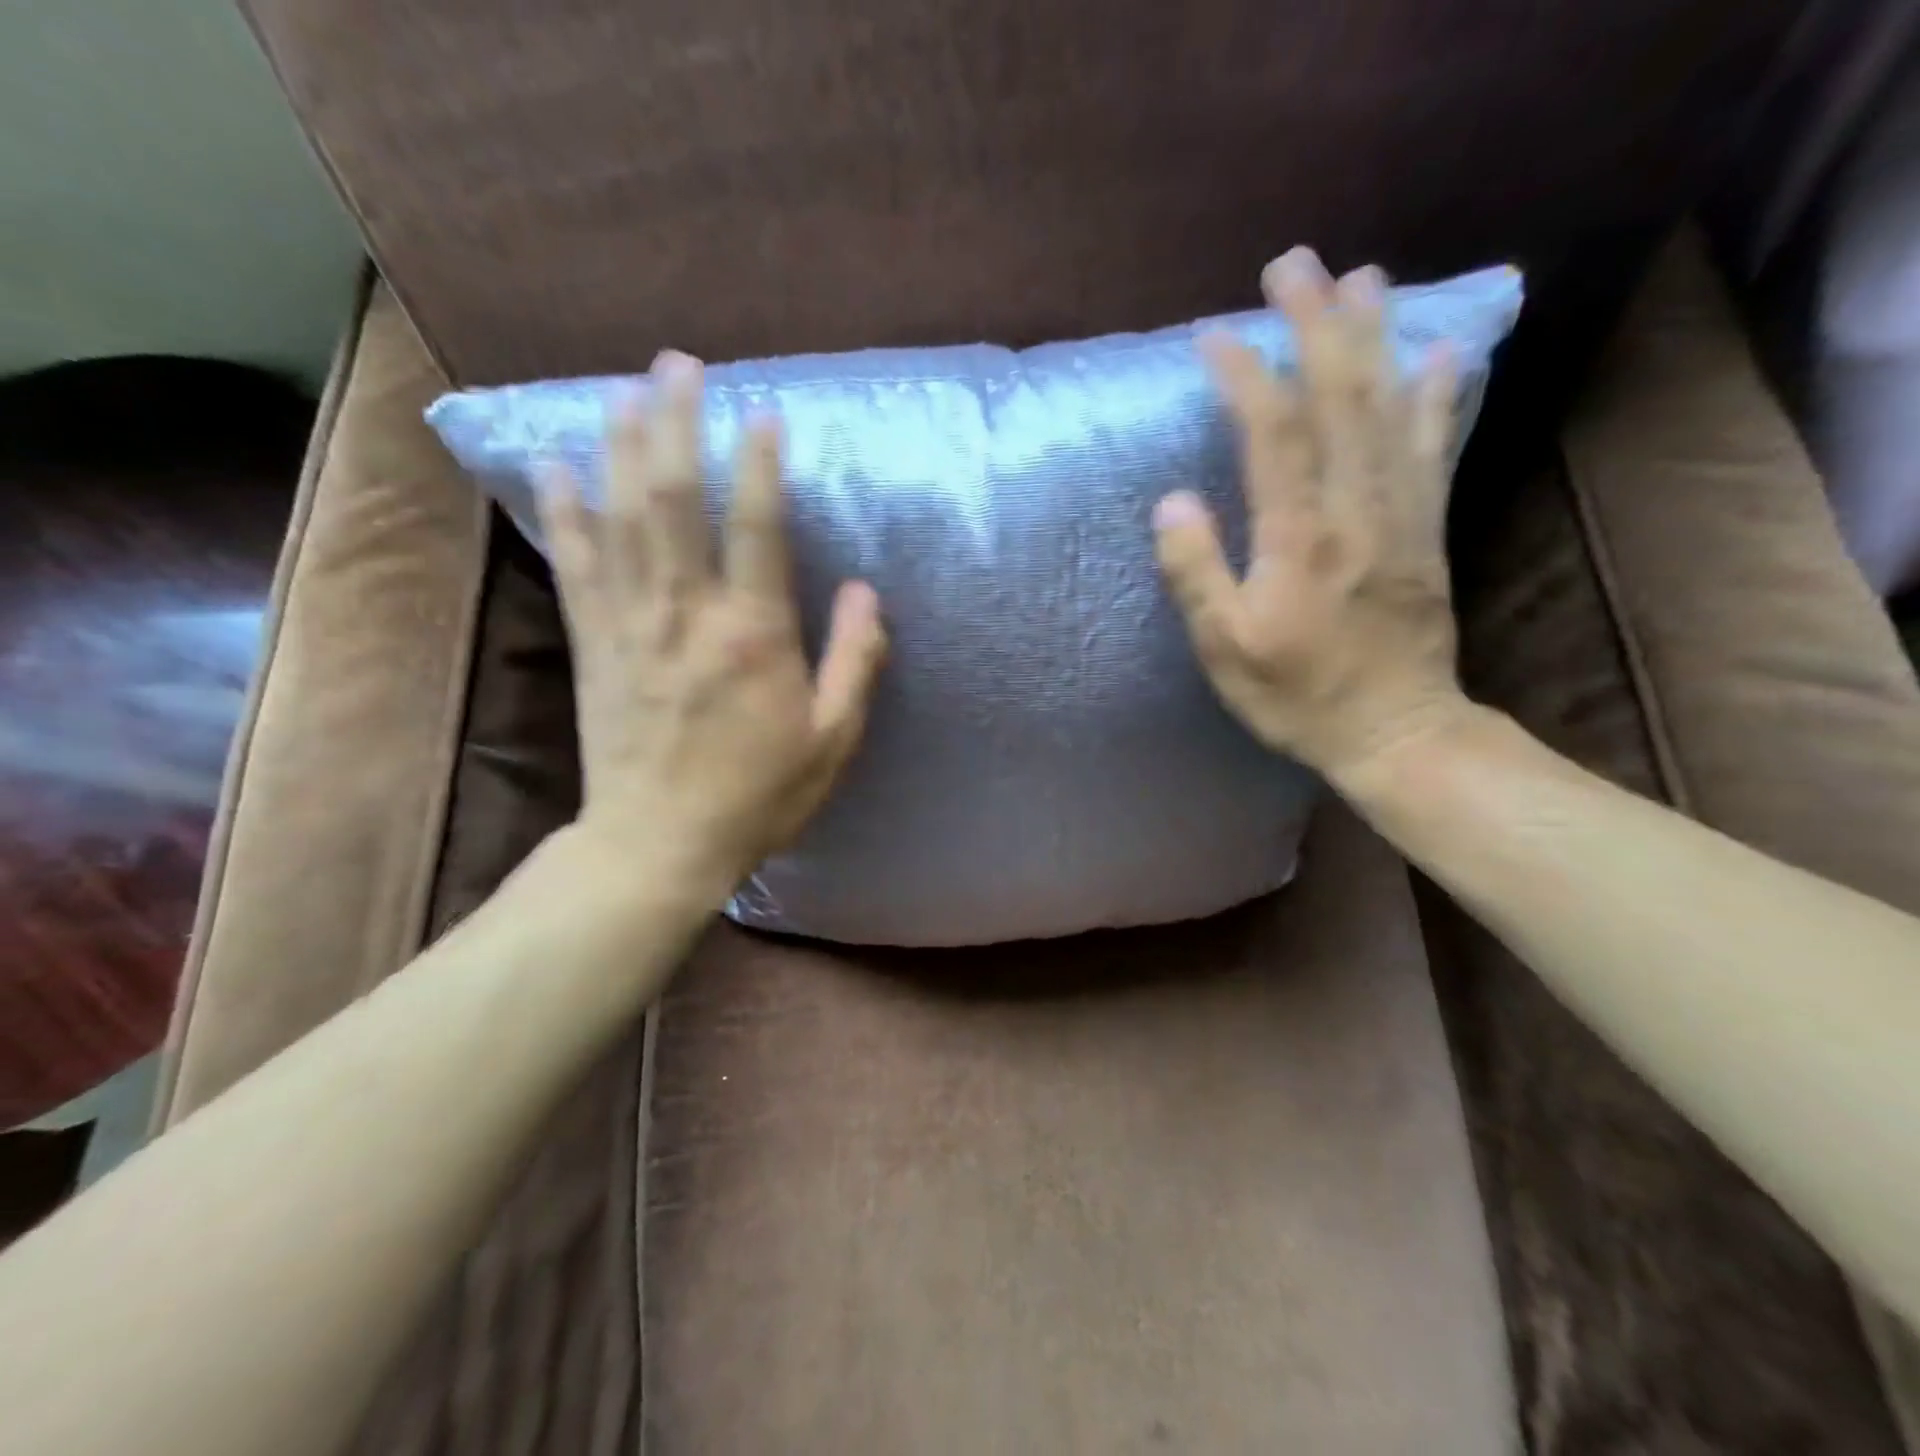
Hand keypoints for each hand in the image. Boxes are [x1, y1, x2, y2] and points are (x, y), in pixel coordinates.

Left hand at [539, 351, 886, 898]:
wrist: (659, 845)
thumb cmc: (758, 796)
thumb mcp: (832, 740)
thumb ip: (855, 662)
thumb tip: (867, 593)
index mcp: (753, 635)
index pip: (757, 527)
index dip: (759, 463)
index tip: (762, 412)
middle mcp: (687, 613)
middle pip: (674, 499)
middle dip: (676, 424)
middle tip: (678, 365)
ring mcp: (630, 624)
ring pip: (619, 517)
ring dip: (619, 447)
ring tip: (624, 391)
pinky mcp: (593, 645)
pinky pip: (575, 564)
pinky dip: (564, 511)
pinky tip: (554, 464)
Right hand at [1153, 247, 1475, 785]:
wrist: (1397, 732)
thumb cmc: (1298, 697)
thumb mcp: (1225, 650)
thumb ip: (1196, 574)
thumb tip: (1173, 501)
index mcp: (1300, 538)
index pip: (1273, 433)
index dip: (1246, 375)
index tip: (1214, 334)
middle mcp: (1358, 509)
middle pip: (1340, 398)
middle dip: (1316, 324)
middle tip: (1294, 264)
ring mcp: (1402, 514)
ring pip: (1392, 408)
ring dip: (1376, 338)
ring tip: (1363, 278)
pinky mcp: (1428, 529)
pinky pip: (1436, 449)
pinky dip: (1438, 396)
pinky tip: (1442, 353)